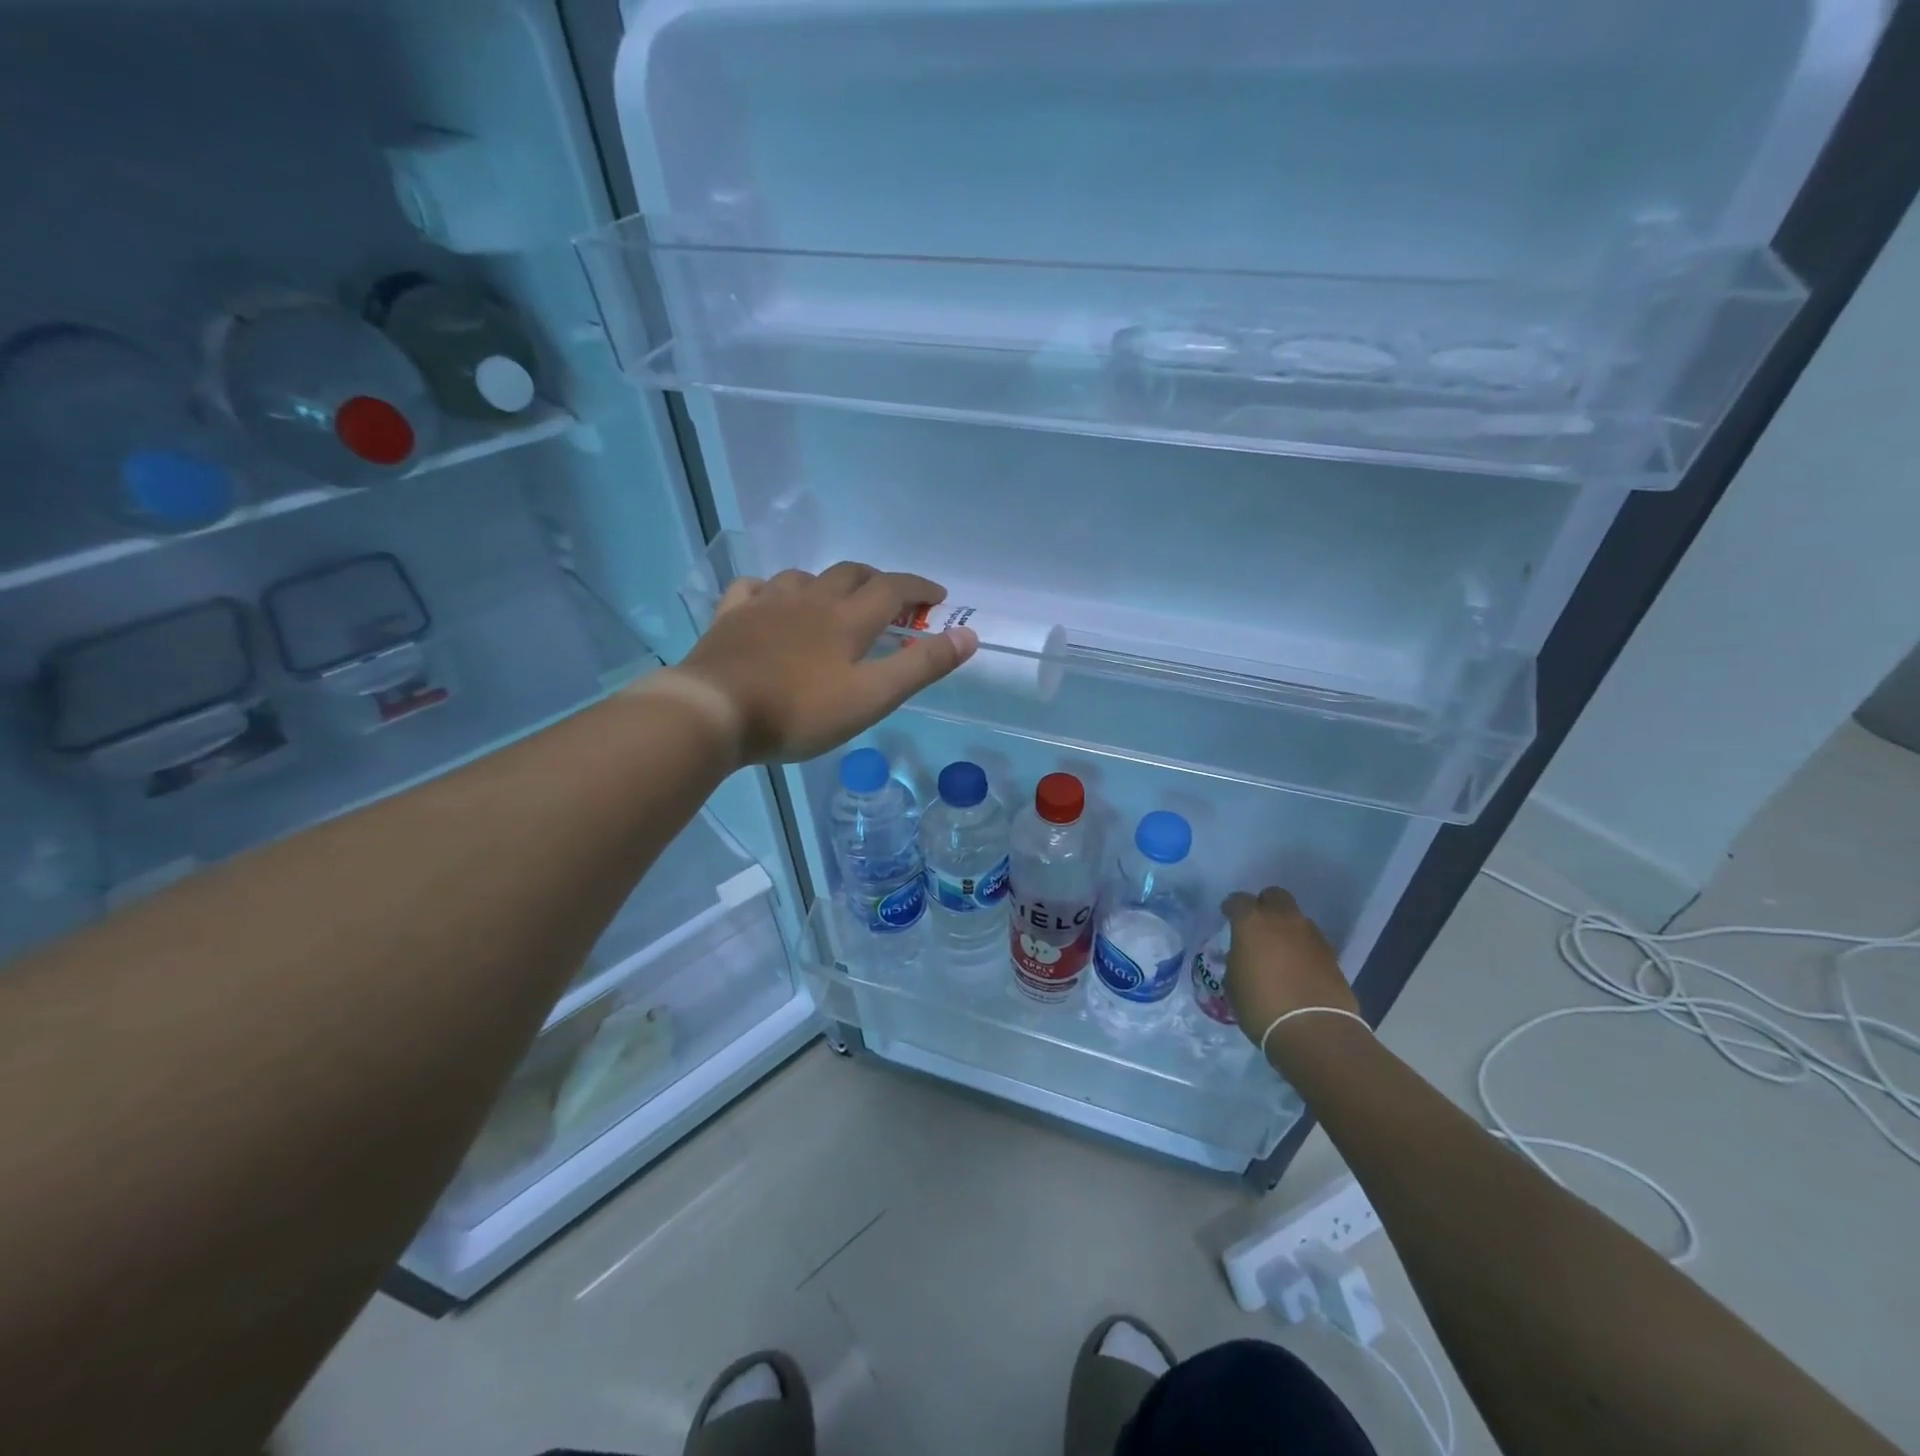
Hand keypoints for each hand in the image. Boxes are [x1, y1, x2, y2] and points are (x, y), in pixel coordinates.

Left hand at [679, 562, 977, 762]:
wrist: (715, 711)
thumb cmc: (800, 710)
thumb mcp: (872, 697)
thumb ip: (920, 666)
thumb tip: (968, 636)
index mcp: (848, 618)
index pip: (894, 589)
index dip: (919, 589)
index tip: (937, 597)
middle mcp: (811, 599)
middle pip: (850, 573)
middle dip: (877, 581)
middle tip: (890, 599)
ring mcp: (767, 603)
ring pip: (804, 576)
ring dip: (827, 583)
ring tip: (833, 601)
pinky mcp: (731, 617)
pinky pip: (754, 588)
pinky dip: (772, 590)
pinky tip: (770, 601)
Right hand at [1221, 887, 1357, 1049]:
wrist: (1314, 1031)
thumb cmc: (1261, 1006)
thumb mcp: (1234, 983)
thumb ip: (1237, 960)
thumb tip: (1243, 956)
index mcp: (1252, 922)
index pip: (1238, 900)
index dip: (1231, 908)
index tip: (1227, 918)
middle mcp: (1283, 920)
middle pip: (1274, 896)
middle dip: (1265, 906)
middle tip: (1258, 927)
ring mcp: (1311, 935)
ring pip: (1297, 918)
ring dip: (1287, 928)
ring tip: (1280, 951)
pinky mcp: (1332, 955)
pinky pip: (1312, 941)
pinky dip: (1303, 948)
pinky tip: (1298, 968)